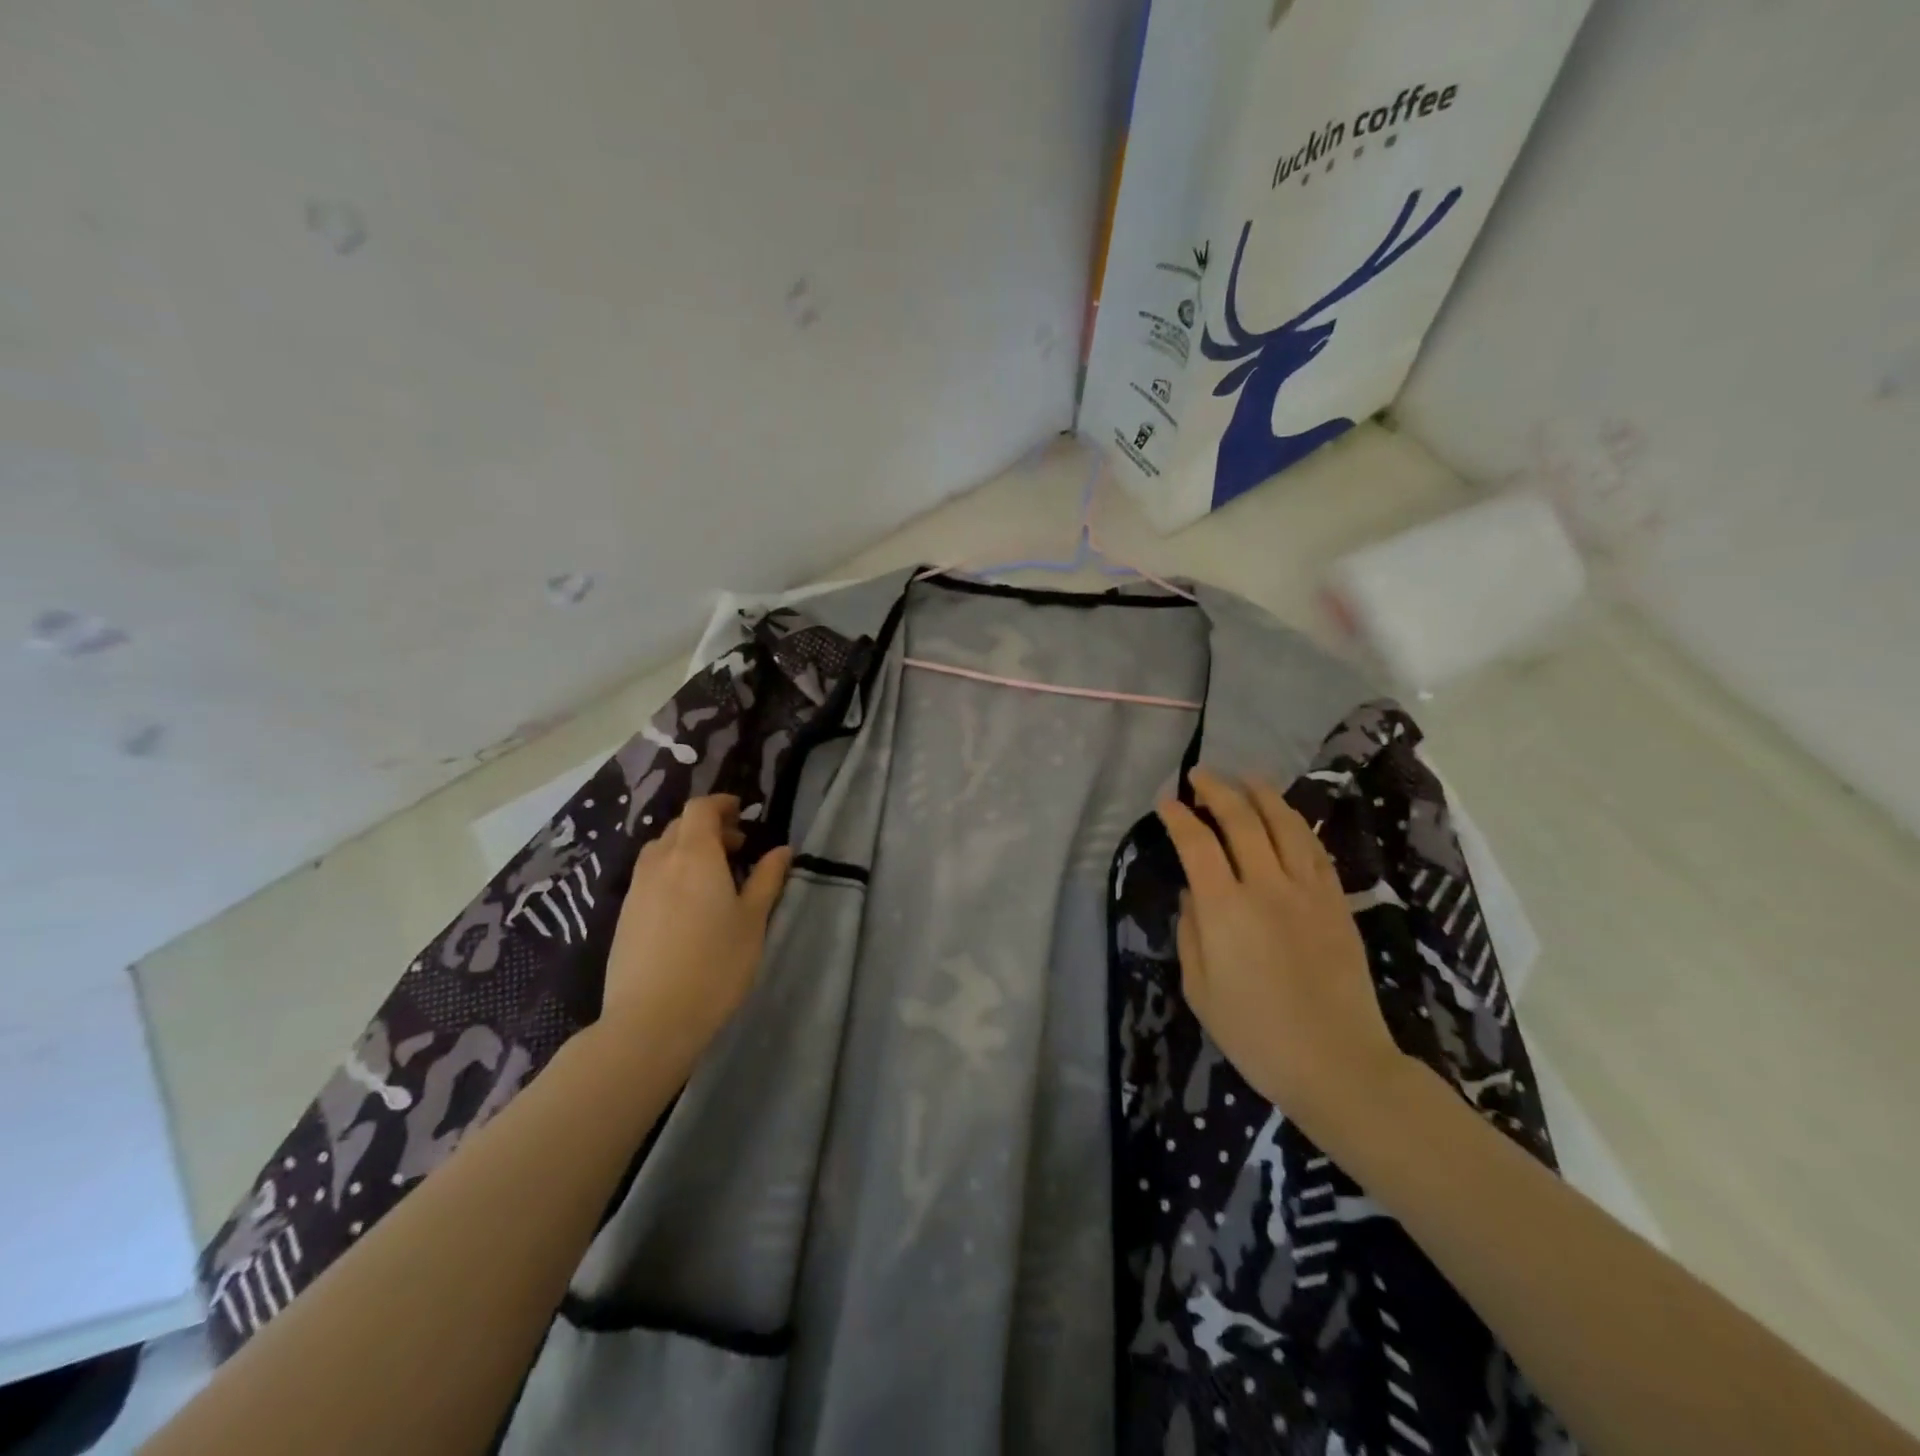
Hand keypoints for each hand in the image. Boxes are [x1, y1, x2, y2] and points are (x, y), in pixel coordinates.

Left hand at [598, 796, 790, 1068]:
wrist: (651, 1019)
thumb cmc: (715, 965)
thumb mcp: (753, 921)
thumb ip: (767, 879)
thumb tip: (780, 850)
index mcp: (695, 855)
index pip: (701, 809)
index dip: (721, 804)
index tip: (742, 813)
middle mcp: (660, 862)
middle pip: (679, 827)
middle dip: (707, 827)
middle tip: (735, 848)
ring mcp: (637, 889)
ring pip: (660, 851)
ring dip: (686, 850)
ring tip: (711, 876)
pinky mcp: (624, 916)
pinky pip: (649, 877)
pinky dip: (669, 873)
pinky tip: (686, 905)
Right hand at [1156, 769, 1405, 1140]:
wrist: (1338, 1063)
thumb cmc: (1256, 1034)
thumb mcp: (1200, 990)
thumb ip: (1191, 933)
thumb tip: (1193, 894)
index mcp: (1225, 909)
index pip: (1197, 844)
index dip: (1179, 817)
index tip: (1166, 802)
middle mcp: (1266, 887)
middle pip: (1241, 820)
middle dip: (1217, 790)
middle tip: (1200, 776)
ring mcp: (1308, 891)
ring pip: (1285, 825)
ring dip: (1262, 795)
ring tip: (1246, 778)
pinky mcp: (1336, 903)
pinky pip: (1316, 850)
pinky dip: (1297, 826)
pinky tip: (1287, 818)